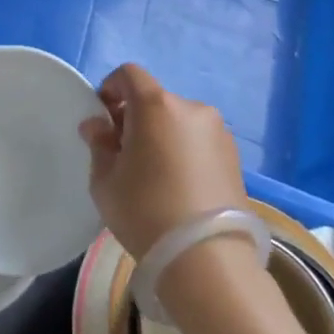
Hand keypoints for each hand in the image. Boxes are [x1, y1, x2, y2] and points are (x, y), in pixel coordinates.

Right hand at [81, 64, 247, 259]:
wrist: (207, 259)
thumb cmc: (145, 211)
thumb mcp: (105, 180)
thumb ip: (99, 144)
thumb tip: (97, 126)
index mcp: (156, 105)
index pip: (129, 74)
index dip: (110, 88)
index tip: (103, 118)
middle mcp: (191, 108)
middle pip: (154, 100)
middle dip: (135, 118)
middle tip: (123, 153)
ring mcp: (218, 132)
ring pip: (178, 121)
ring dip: (162, 135)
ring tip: (154, 174)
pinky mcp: (235, 157)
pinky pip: (198, 141)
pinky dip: (184, 151)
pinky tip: (178, 185)